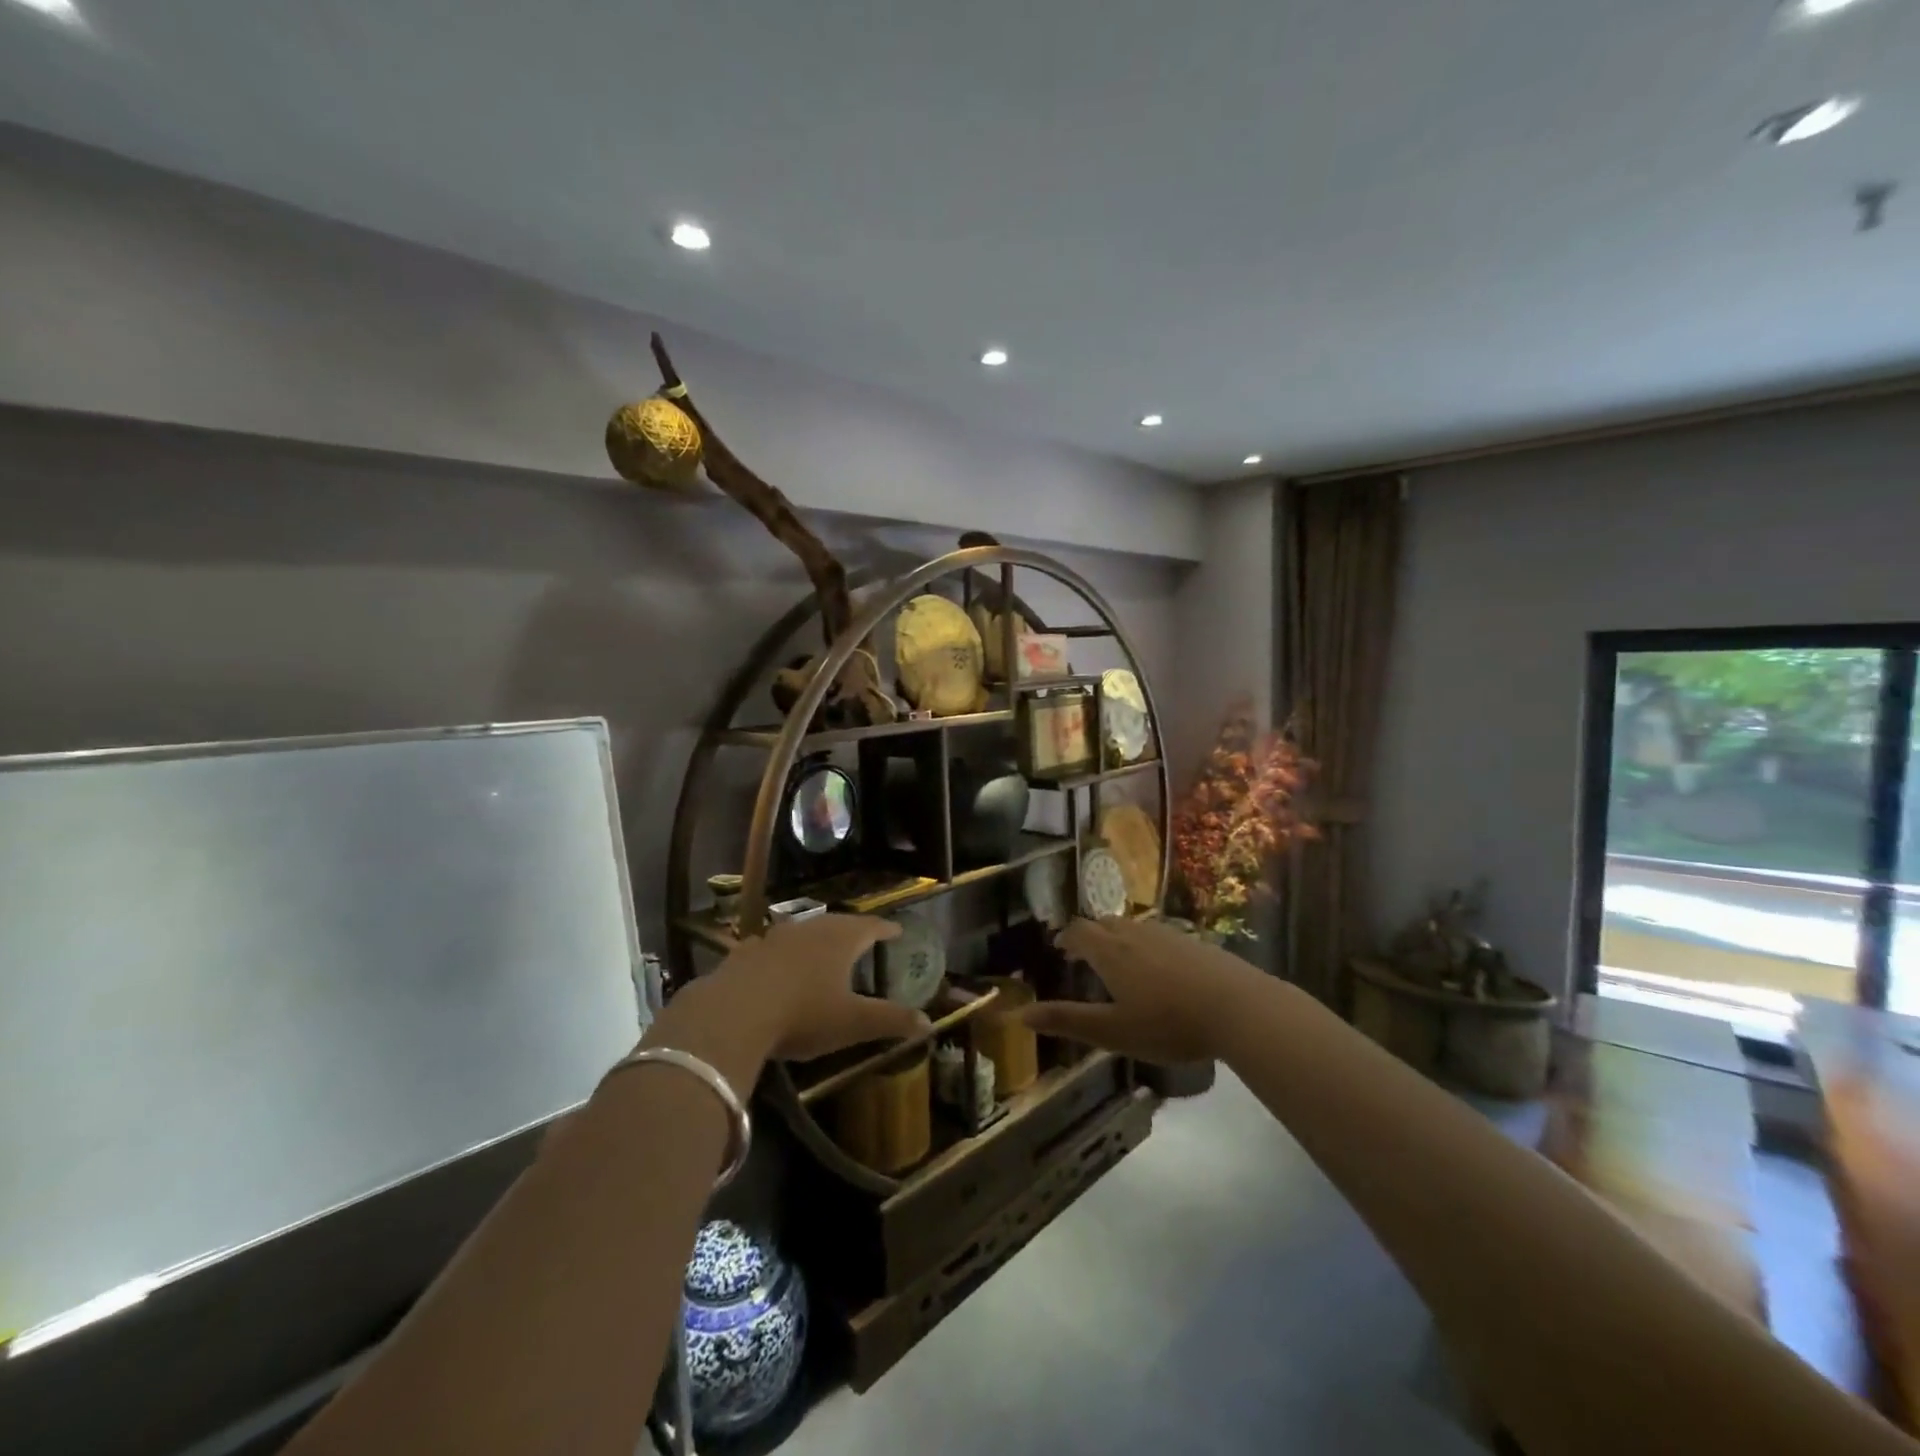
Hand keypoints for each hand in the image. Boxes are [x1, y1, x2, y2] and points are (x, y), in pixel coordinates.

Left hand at [710, 914, 926, 1061]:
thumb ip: (890, 1020)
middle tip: (863, 937)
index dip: (886, 928)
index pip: (870, 926)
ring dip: (815, 938)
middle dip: (852, 930)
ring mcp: (773, 938)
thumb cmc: (804, 1014)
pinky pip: (769, 947)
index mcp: (840, 940)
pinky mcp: (744, 954)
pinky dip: (779, 952)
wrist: (733, 1014)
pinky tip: (774, 961)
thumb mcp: (853, 1022)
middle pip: (837, 923)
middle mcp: (809, 930)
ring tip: (822, 948)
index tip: (897, 929)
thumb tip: (928, 1023)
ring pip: (802, 932)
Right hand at [1019, 916, 1263, 1063]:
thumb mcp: (1112, 1031)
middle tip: (1084, 956)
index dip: (1065, 937)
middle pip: (1104, 923)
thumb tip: (1020, 1014)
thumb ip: (1067, 1020)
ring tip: (1119, 962)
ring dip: (1118, 939)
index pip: (1078, 931)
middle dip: (1090, 936)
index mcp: (1110, 951)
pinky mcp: (1193, 942)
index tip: (1059, 948)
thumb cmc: (1168, 1023)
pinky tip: (1159, 970)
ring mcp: (1167, 934)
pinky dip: (1146, 946)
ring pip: (1133, 927)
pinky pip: (1158, 935)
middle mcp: (1134, 933)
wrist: (1237, 1007)